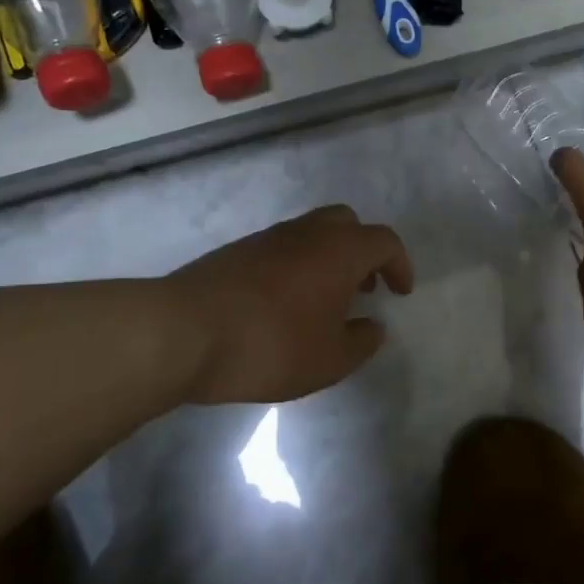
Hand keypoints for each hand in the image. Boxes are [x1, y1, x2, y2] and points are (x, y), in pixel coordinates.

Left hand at [165, 205, 414, 406]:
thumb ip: (361, 342)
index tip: (401, 292)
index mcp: (339, 250)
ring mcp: (267, 238)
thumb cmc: (270, 345)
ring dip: (328, 259)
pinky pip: (281, 248)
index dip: (399, 264)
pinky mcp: (236, 251)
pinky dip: (296, 266)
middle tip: (364, 287)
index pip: (384, 241)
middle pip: (347, 223)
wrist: (183, 332)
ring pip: (310, 233)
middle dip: (363, 251)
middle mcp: (306, 232)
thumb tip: (373, 326)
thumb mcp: (329, 360)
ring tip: (325, 301)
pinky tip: (285, 304)